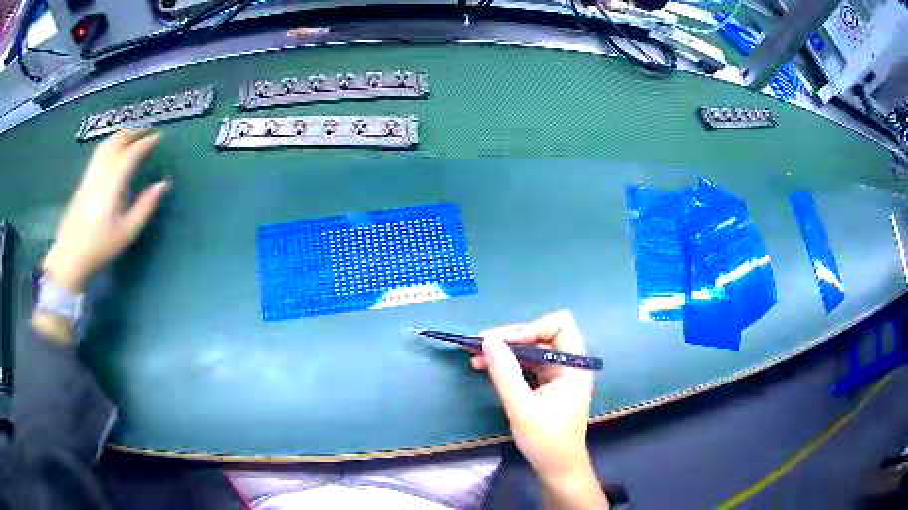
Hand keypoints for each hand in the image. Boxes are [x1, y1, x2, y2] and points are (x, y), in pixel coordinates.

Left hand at [43, 129, 167, 292]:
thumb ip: (146, 206)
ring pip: (105, 145)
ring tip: (131, 136)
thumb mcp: (128, 232)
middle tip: (146, 132)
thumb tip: (163, 184)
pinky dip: (110, 145)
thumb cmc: (101, 247)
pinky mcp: (83, 181)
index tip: (159, 138)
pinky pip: (98, 154)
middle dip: (133, 133)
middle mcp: (101, 173)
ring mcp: (90, 175)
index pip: (131, 154)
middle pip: (117, 142)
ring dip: (120, 136)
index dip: (146, 143)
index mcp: (113, 184)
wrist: (71, 256)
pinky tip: (113, 152)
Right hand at [475, 310, 607, 508]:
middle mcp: (570, 363)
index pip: (559, 324)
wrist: (557, 468)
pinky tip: (485, 366)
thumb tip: (487, 339)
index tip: (503, 342)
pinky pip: (528, 363)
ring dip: (505, 350)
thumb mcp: (521, 408)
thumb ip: (505, 373)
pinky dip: (508, 363)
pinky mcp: (548, 383)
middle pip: (542, 333)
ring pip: (532, 347)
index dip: (531, 327)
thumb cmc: (546, 440)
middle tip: (479, 344)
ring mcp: (559, 373)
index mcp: (575, 365)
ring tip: (474, 355)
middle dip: (511, 337)